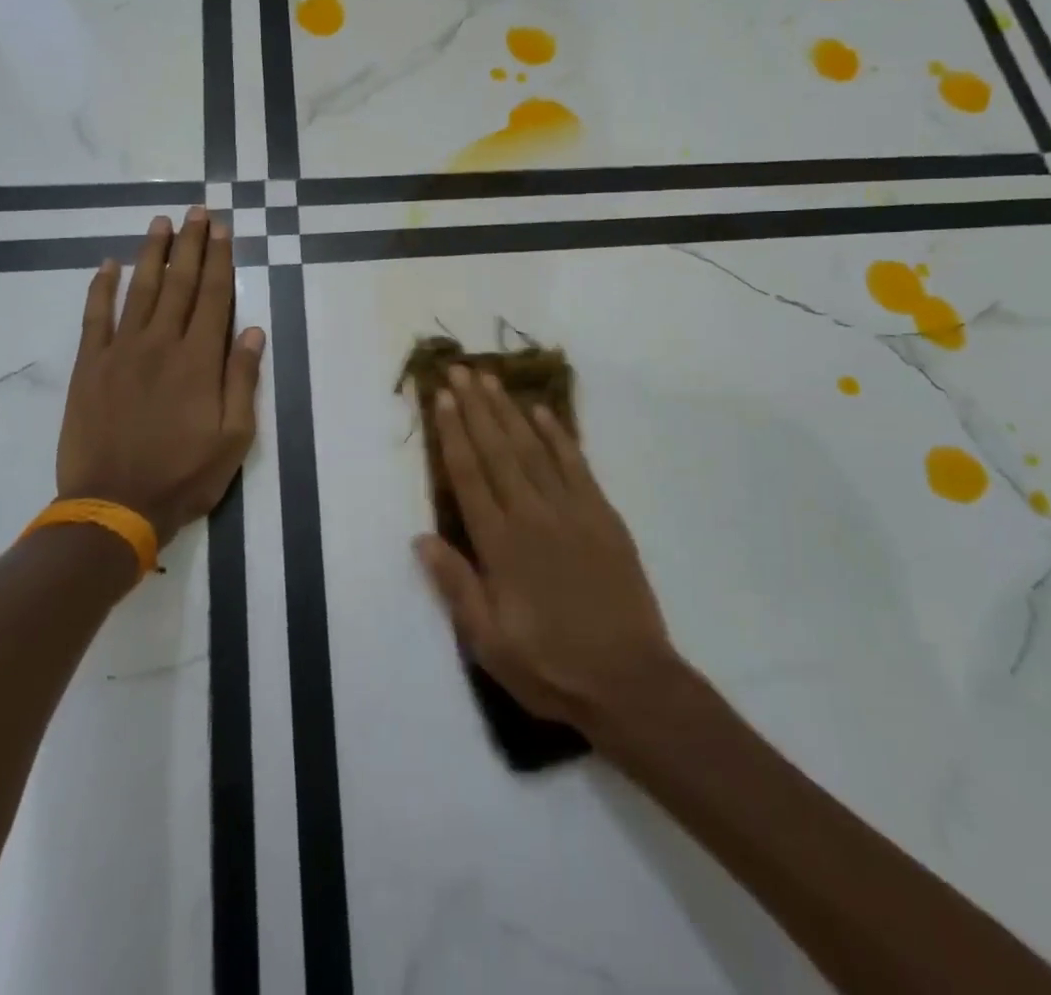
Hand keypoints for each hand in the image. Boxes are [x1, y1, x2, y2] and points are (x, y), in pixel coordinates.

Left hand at [57, 208, 265, 546]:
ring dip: (152, 254)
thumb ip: (242, 380)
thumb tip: (252, 331)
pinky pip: (95, 317)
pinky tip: (108, 265)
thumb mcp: (234, 437)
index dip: (221, 260)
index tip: (223, 229)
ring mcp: (120, 352)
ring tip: (161, 223)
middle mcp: (161, 344)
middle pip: (180, 283)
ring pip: (140, 290)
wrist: (114, 506)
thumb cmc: (184, 475)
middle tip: (197, 211)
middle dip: (191, 244)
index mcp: (199, 360)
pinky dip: (101, 288)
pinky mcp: (89, 367)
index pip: (214, 297)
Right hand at [414, 367, 679, 731]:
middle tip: (461, 371)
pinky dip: (558, 435)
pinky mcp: (602, 515)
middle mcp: (532, 515)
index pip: (469, 476)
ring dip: (510, 411)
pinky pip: (576, 464)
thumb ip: (455, 585)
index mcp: (500, 545)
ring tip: (492, 380)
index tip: (441, 397)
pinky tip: (543, 412)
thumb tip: (420, 537)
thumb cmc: (550, 666)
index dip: (453, 433)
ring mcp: (571, 511)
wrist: (630, 681)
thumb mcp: (489, 642)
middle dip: (476, 407)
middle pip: (497, 450)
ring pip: (533, 448)